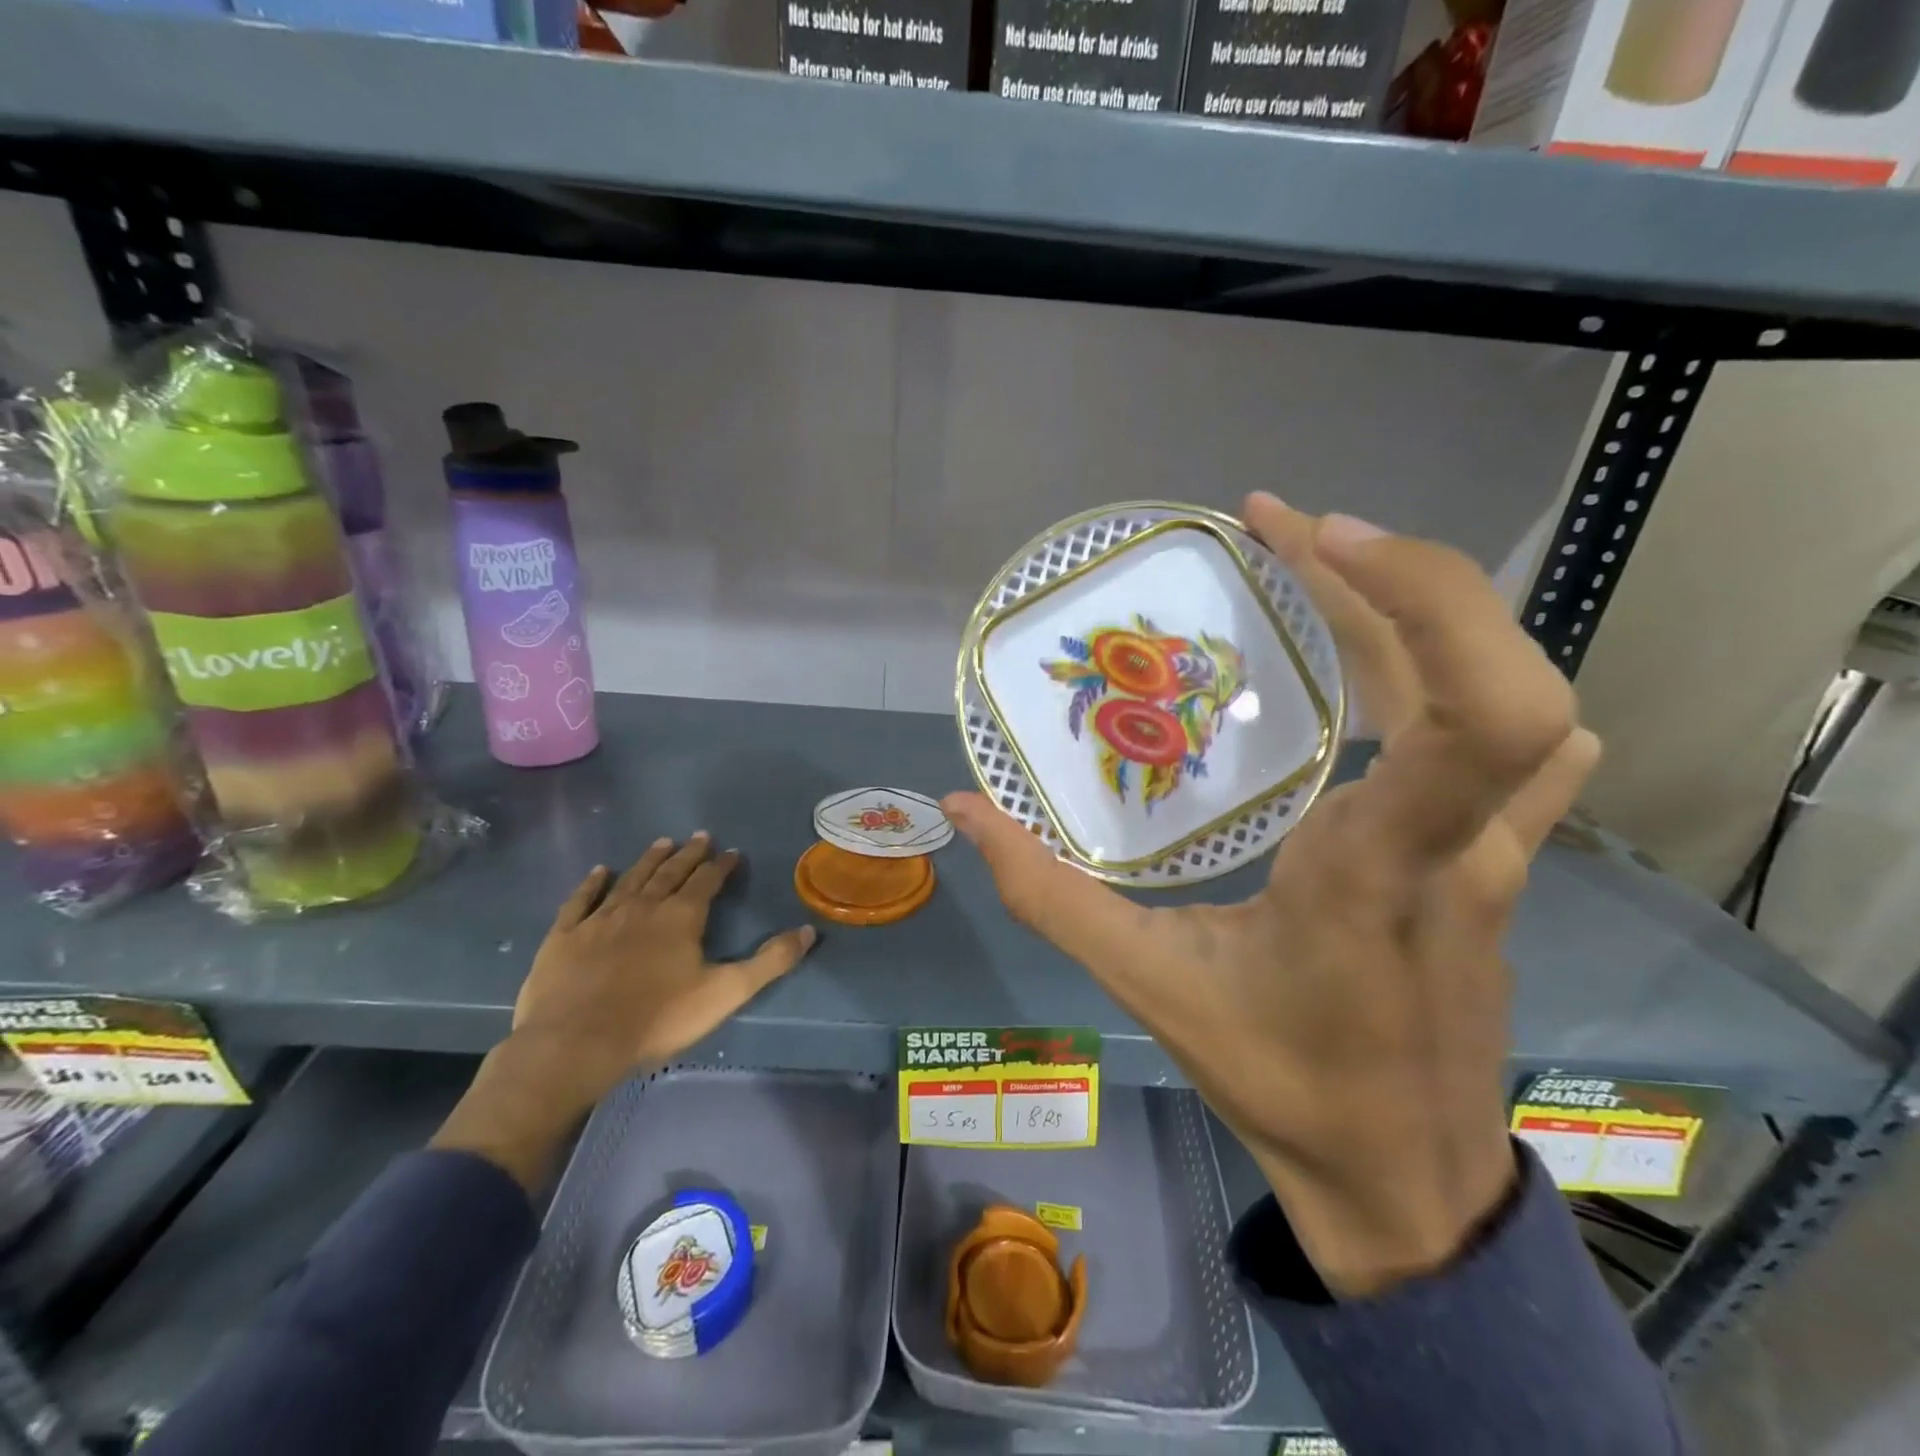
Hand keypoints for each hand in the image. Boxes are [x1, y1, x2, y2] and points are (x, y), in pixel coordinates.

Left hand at [432, 835, 815, 1189]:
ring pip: (630, 879)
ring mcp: (600, 918)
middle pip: (669, 872)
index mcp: (681, 917)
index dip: (721, 866)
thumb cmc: (657, 1019)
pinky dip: (591, 883)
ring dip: (648, 860)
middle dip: (688, 854)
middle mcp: (643, 906)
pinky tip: (599, 872)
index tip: (731, 852)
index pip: (707, 881)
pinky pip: (581, 900)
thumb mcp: (726, 993)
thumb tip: (809, 931)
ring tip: (662, 842)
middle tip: (699, 836)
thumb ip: (770, 962)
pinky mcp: (565, 935)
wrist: (576, 1043)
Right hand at [944, 495, 1598, 1296]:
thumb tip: (965, 812)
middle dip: (1397, 572)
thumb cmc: (1281, 1080)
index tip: (1312, 535)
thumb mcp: (1149, 987)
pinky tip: (1397, 663)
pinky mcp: (1501, 862)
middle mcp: (1462, 844)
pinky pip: (1519, 744)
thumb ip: (1049, 896)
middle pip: (1497, 673)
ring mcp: (1499, 852)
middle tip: (1280, 526)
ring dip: (1422, 610)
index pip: (1479, 719)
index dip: (1419, 598)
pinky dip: (1465, 671)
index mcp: (1379, 868)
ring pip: (1509, 695)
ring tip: (1323, 566)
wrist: (1404, 1176)